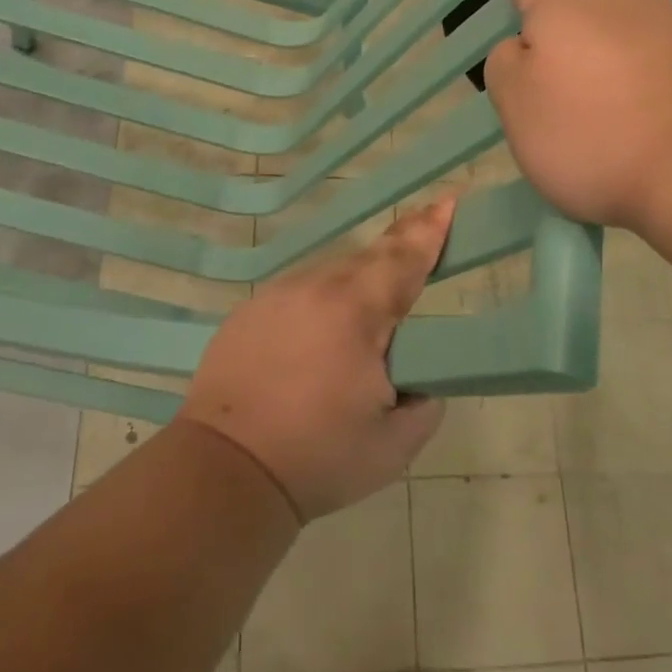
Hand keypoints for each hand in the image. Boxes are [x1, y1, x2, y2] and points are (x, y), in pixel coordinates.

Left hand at [178, 199, 453, 520]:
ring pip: (329, 275)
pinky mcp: (248, 313)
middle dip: (396, 254)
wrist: (225, 470)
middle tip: (419, 246)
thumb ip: (424, 405)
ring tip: (366, 316)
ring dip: (355, 284)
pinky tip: (318, 336)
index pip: (403, 260)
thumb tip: (421, 384)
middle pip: (367, 260)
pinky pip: (298, 293)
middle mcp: (315, 290)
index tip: (447, 202)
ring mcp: (275, 297)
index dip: (428, 231)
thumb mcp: (393, 444)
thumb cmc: (317, 457)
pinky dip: (319, 303)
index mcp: (356, 313)